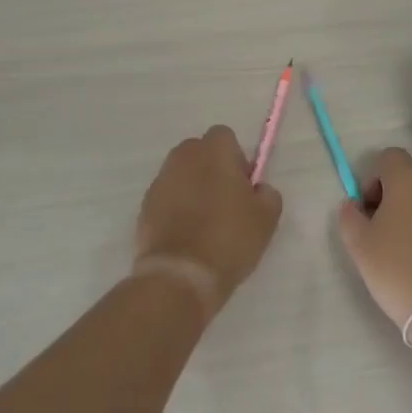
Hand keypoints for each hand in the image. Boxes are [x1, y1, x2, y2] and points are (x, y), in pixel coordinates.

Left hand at [134, 126, 282, 313]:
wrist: (180, 275)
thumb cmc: (229, 238)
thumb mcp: (267, 217)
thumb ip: (267, 193)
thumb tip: (258, 189)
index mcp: (213, 151)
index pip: (225, 136)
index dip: (236, 157)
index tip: (243, 185)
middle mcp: (182, 158)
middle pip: (200, 153)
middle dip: (212, 169)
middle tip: (226, 202)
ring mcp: (160, 182)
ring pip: (182, 175)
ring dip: (193, 188)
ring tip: (206, 222)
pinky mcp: (144, 207)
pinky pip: (167, 198)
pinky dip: (176, 209)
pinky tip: (188, 235)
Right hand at [336, 148, 411, 328]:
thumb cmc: (399, 270)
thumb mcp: (359, 245)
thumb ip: (350, 216)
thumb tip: (353, 204)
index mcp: (409, 177)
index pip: (388, 157)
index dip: (373, 179)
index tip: (369, 210)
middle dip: (396, 190)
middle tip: (386, 226)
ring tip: (411, 243)